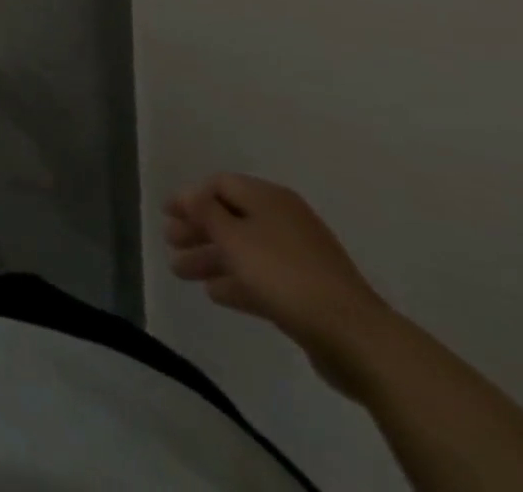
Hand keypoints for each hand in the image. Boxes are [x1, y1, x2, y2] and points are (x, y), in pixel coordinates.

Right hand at [165, 173, 389, 394]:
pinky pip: (262, 277)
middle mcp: (283, 220)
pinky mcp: (307, 292)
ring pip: (243, 250)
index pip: (220, 185)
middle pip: (230, 217)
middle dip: (197, 230)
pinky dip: (237, 281)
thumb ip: (205, 212)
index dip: (190, 197)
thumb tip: (188, 194)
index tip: (167, 214)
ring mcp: (298, 257)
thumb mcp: (235, 238)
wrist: (356, 338)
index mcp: (269, 199)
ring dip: (211, 258)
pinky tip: (215, 294)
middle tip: (170, 243)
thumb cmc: (285, 275)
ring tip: (181, 272)